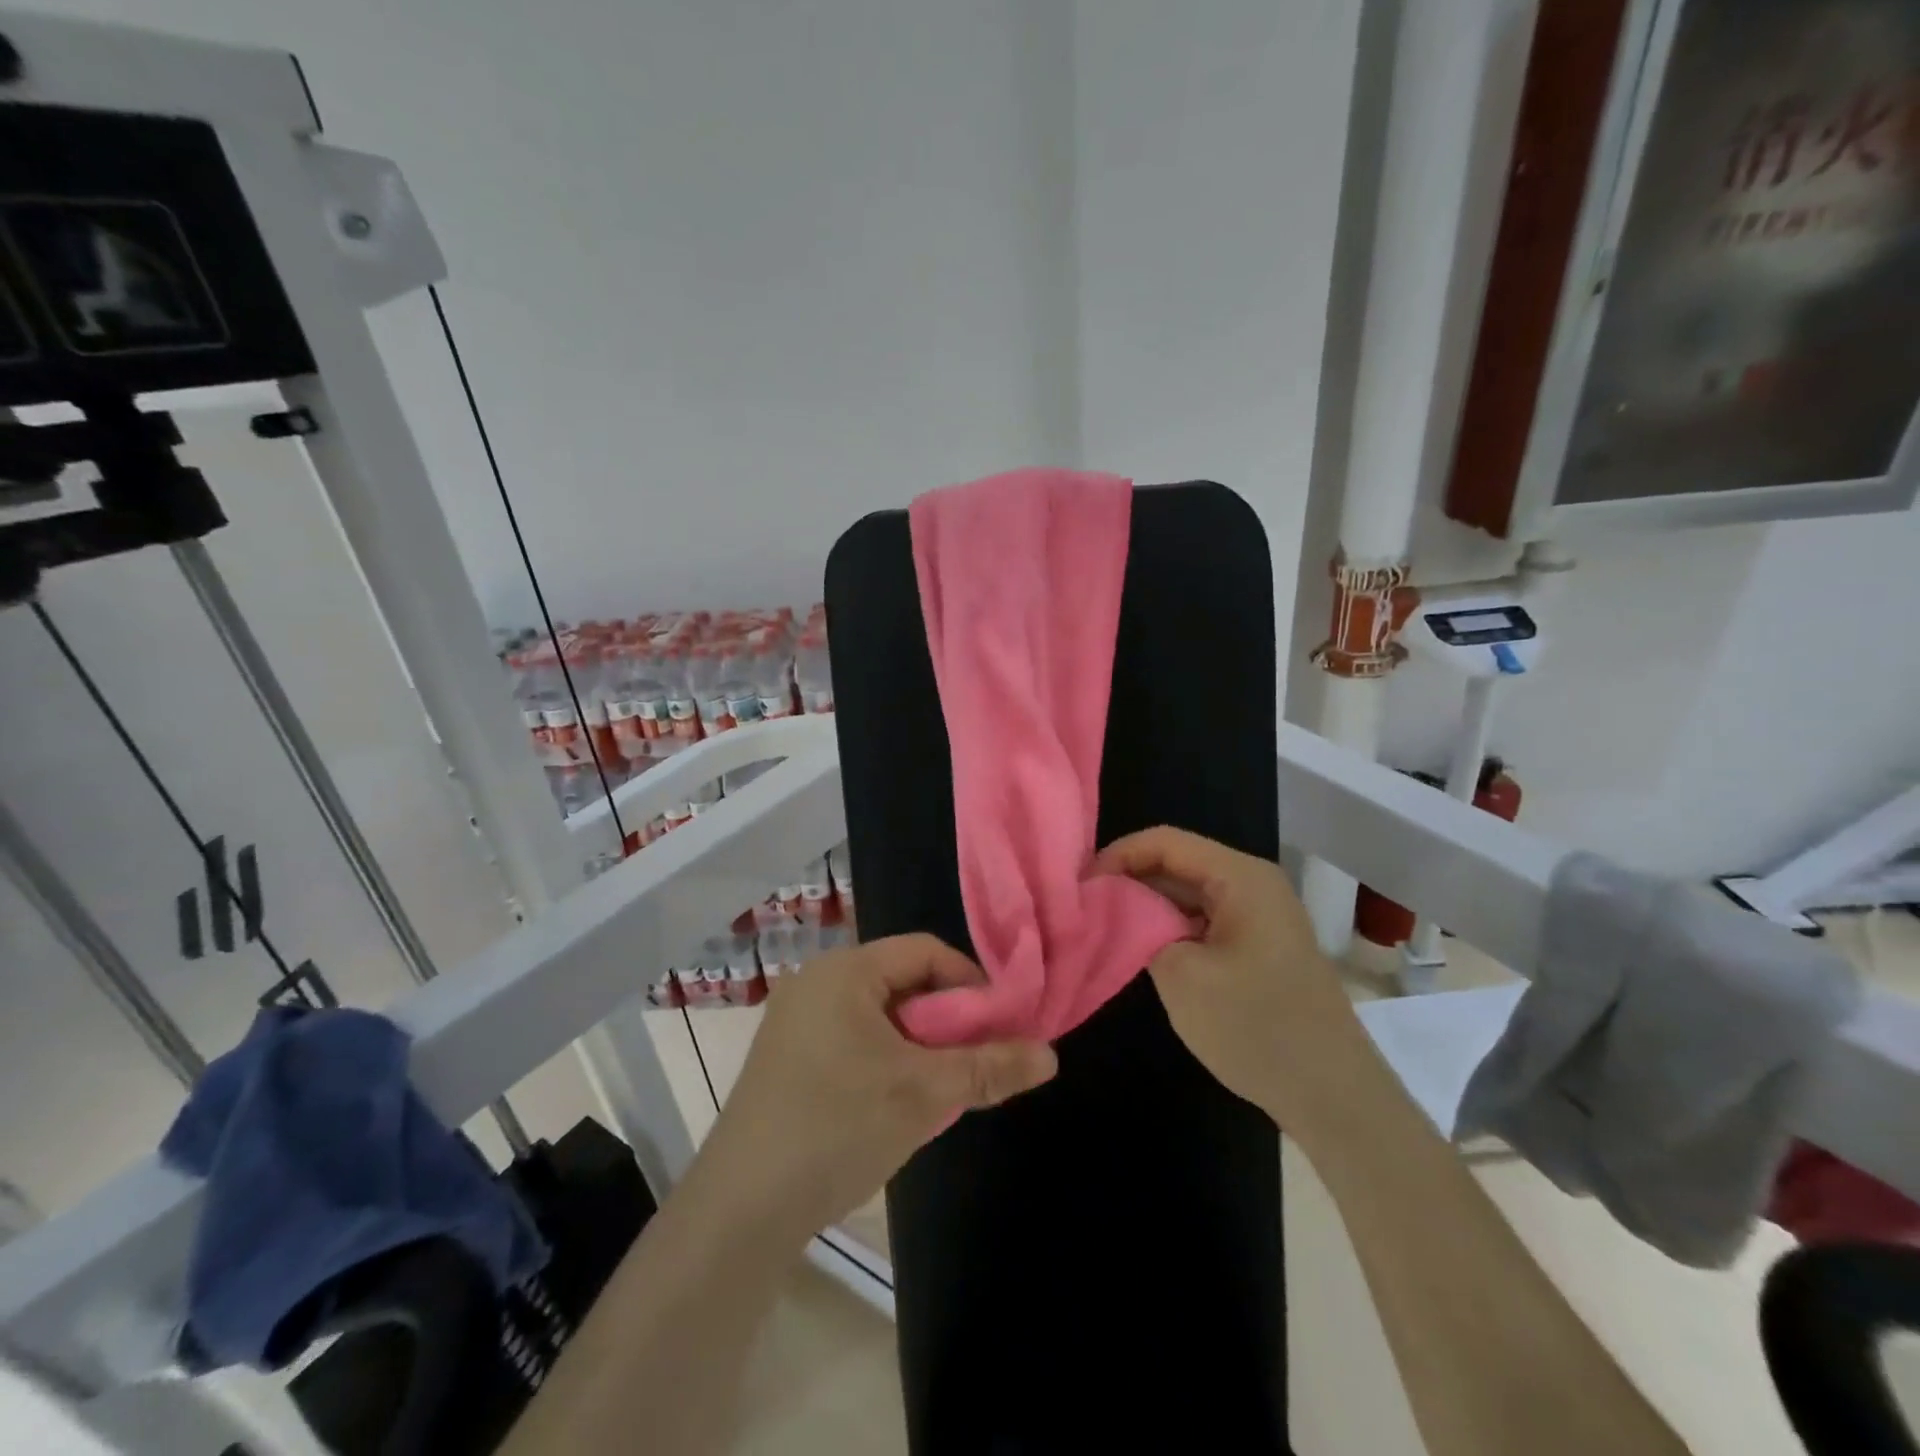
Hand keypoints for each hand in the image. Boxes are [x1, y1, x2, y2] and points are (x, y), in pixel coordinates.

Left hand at [696, 934, 1057, 1240]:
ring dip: (916, 1043)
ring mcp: (795, 1019)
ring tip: (937, 1087)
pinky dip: (884, 1058)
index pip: (924, 951)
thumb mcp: (924, 1095)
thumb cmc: (837, 1128)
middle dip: (944, 1018)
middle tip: (970, 1061)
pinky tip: (893, 1102)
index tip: (997, 1027)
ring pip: (878, 1014)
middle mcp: (816, 981)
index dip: (969, 982)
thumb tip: (1050, 1054)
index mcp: (844, 970)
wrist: (741, 1210)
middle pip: (901, 980)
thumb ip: (989, 1068)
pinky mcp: (785, 1056)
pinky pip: (851, 1037)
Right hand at [1096, 826, 1365, 1126]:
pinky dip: (1171, 928)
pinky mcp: (1259, 947)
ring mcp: (1259, 917)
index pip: (1165, 841)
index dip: (1118, 855)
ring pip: (1189, 894)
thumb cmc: (1256, 1027)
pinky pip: (1205, 921)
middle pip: (1178, 863)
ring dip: (1148, 906)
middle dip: (1130, 879)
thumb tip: (1116, 909)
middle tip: (1085, 906)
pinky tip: (1143, 949)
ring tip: (1105, 925)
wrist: (1334, 1097)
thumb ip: (1140, 929)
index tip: (1081, 885)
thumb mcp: (1181, 975)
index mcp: (1240, 877)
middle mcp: (1253, 885)